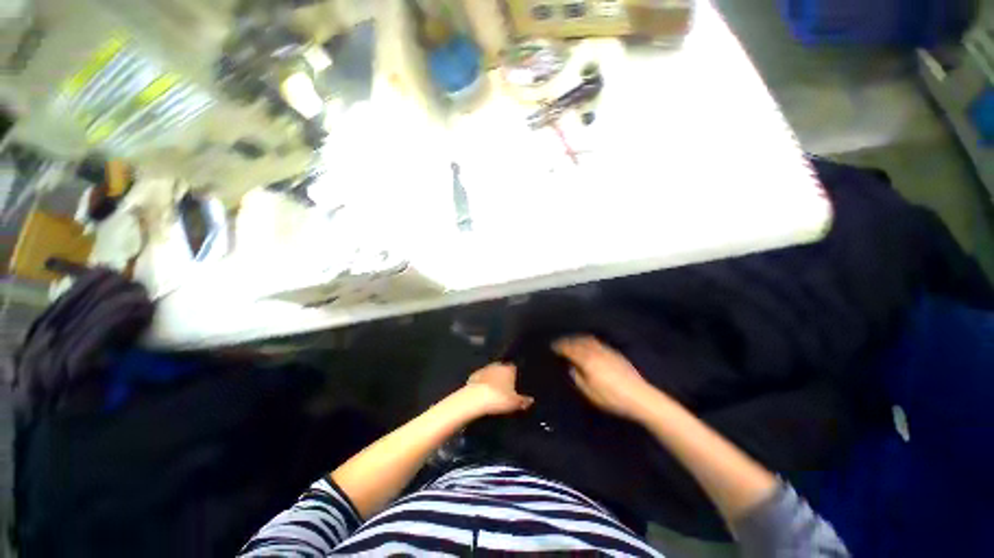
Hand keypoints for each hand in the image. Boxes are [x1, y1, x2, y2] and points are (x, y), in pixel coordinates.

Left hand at [461, 363, 534, 416]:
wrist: (475, 399)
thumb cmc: (498, 399)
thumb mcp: (515, 403)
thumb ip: (524, 401)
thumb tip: (531, 400)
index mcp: (509, 369)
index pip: (515, 368)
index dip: (515, 376)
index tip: (515, 384)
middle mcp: (497, 365)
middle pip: (502, 369)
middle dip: (503, 377)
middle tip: (505, 389)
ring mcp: (484, 369)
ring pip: (491, 373)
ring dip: (492, 379)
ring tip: (494, 392)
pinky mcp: (473, 375)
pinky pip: (481, 379)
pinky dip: (482, 384)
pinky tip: (482, 393)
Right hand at [553, 336, 658, 421]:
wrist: (640, 396)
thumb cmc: (612, 397)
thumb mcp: (590, 393)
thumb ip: (577, 378)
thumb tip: (570, 367)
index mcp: (587, 360)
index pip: (569, 349)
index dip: (560, 346)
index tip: (552, 346)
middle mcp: (595, 351)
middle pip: (577, 341)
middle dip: (567, 340)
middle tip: (559, 342)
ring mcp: (605, 350)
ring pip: (587, 339)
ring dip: (577, 338)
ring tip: (571, 341)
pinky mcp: (614, 352)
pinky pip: (596, 341)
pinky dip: (587, 340)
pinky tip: (587, 344)